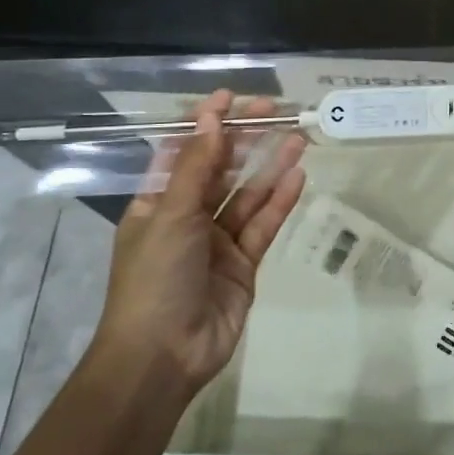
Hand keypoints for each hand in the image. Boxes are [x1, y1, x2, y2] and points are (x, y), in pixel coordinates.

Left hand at [90, 90, 307, 391]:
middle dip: (245, 140)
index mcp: (156, 205)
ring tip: (298, 138)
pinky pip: (262, 225)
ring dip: (269, 166)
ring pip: (247, 195)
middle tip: (274, 111)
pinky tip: (297, 176)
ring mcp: (216, 243)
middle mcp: (186, 219)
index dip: (205, 124)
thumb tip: (211, 118)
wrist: (163, 357)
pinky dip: (279, 202)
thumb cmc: (154, 278)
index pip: (183, 153)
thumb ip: (196, 166)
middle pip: (220, 170)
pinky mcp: (243, 265)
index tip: (231, 97)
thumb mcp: (170, 215)